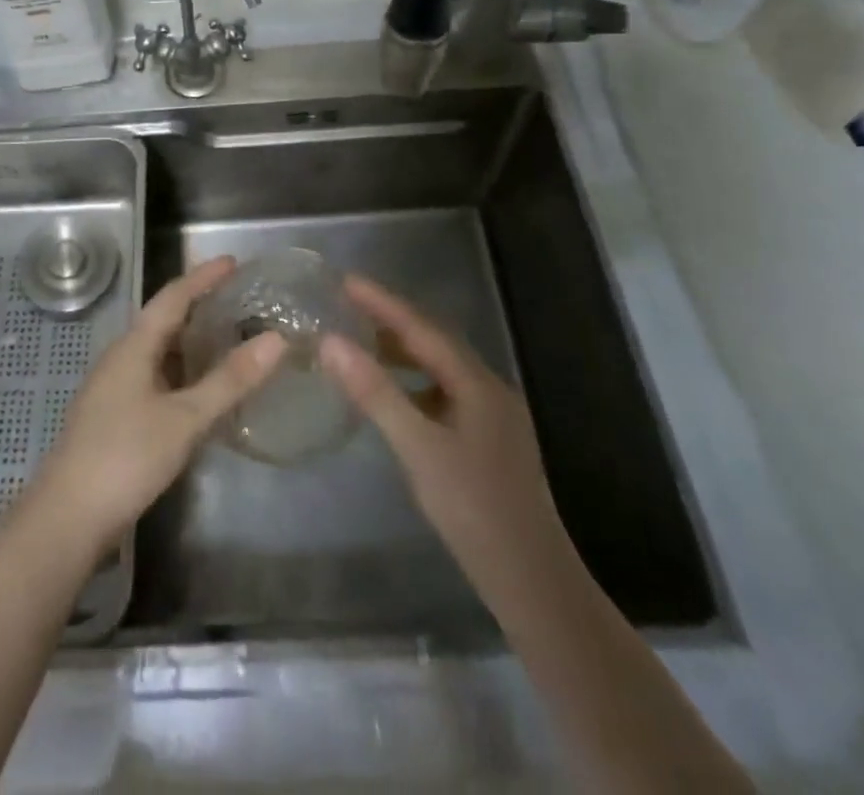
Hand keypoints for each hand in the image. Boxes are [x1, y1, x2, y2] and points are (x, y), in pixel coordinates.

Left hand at [28, 256, 284, 553]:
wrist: (66, 518)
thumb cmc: (125, 457)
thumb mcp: (185, 419)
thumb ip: (230, 380)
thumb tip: (276, 340)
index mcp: (134, 347)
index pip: (172, 297)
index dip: (203, 277)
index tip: (233, 261)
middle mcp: (121, 358)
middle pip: (163, 320)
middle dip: (199, 306)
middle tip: (239, 301)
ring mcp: (115, 388)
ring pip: (159, 352)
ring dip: (191, 342)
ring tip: (228, 339)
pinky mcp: (115, 416)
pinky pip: (156, 378)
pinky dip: (183, 373)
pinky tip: (202, 390)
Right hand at [319, 274, 561, 597]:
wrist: (531, 581)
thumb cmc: (473, 509)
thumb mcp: (417, 447)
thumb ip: (375, 392)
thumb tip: (331, 342)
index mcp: (476, 382)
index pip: (421, 327)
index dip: (382, 302)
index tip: (346, 280)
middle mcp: (488, 388)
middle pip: (434, 340)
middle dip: (392, 319)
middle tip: (349, 305)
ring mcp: (491, 415)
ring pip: (440, 367)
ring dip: (403, 351)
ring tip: (363, 343)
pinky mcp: (487, 440)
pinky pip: (443, 392)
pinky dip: (413, 382)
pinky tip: (394, 396)